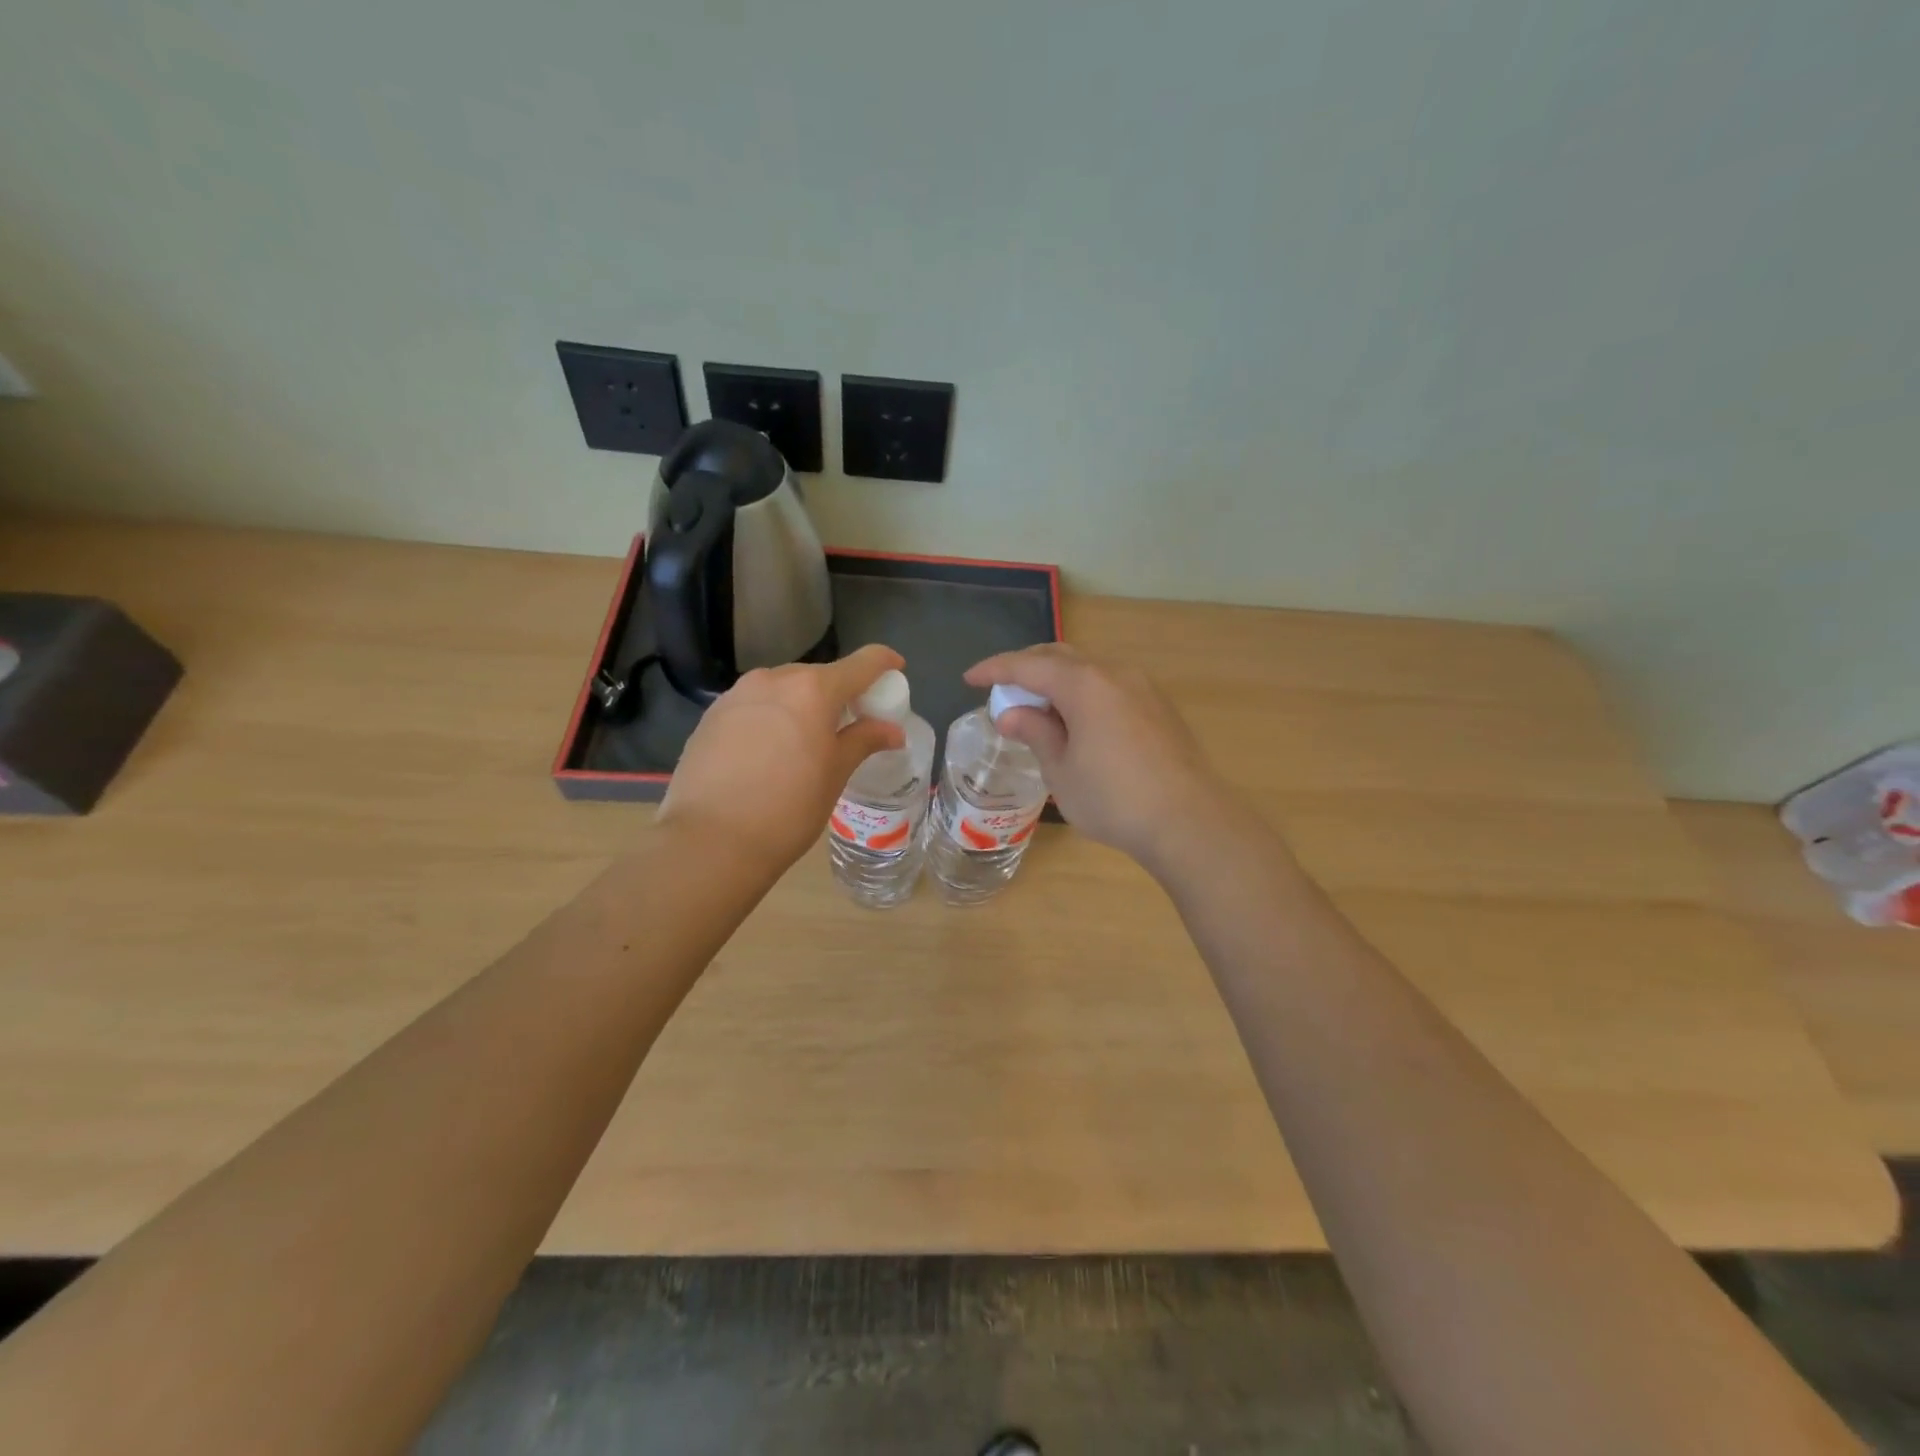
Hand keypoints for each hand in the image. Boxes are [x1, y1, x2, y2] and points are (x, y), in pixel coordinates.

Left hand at [658, 645, 907, 873]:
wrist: (708, 841)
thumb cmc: (788, 809)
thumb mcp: (835, 774)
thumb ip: (864, 741)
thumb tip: (892, 730)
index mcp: (812, 689)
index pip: (861, 663)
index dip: (884, 662)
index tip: (896, 669)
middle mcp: (773, 679)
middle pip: (818, 676)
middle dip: (839, 692)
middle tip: (851, 722)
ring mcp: (737, 695)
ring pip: (783, 689)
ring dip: (802, 704)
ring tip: (808, 740)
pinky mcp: (711, 716)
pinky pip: (754, 705)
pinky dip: (772, 717)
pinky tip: (770, 752)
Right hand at [964, 644, 1227, 866]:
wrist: (1189, 821)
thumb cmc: (1114, 799)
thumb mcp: (1061, 771)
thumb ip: (1035, 733)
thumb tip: (1011, 714)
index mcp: (1085, 684)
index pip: (1029, 666)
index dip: (995, 669)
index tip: (969, 678)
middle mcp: (1115, 674)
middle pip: (1061, 657)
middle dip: (1027, 668)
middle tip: (1002, 688)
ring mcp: (1142, 688)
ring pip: (1089, 670)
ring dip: (1057, 681)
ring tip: (1037, 707)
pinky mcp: (1159, 708)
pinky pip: (1110, 686)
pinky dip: (1084, 693)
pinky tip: (1077, 720)